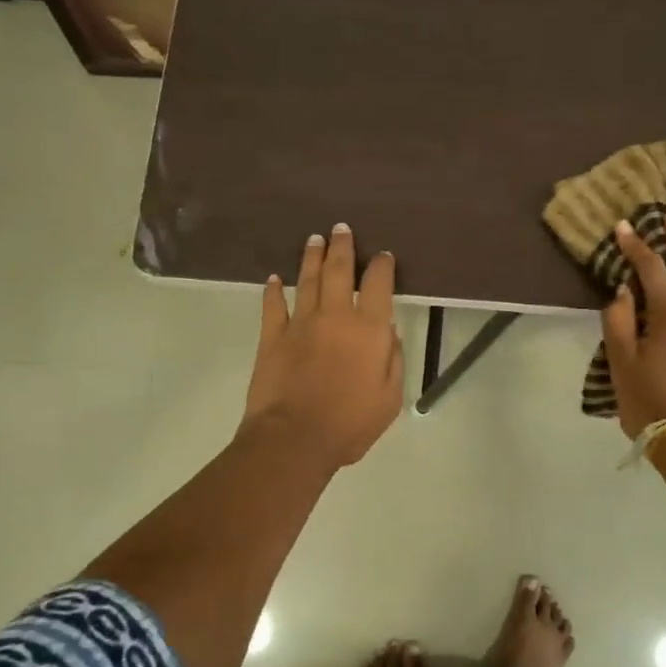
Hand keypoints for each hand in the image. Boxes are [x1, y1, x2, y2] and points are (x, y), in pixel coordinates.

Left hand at [243, 224, 403, 468]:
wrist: (295, 438)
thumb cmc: (350, 424)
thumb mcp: (389, 399)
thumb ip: (393, 360)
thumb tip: (390, 332)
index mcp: (369, 330)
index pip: (379, 284)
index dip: (382, 266)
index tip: (383, 256)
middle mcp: (335, 316)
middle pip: (339, 271)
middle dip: (342, 246)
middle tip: (340, 228)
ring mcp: (300, 323)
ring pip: (307, 280)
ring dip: (311, 258)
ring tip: (314, 239)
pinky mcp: (272, 337)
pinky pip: (273, 306)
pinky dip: (273, 290)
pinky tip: (274, 279)